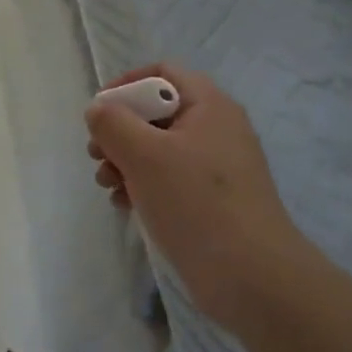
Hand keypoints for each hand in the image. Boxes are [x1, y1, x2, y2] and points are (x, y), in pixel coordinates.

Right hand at [86, 64, 303, 329]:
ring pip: (159, 148)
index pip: (163, 72)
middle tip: (98, 156)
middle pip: (157, 111)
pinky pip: (170, 178)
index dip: (126, 84)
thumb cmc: (196, 204)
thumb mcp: (144, 155)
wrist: (253, 278)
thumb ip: (113, 123)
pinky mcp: (213, 201)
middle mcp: (216, 129)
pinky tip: (125, 205)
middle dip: (120, 130)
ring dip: (126, 161)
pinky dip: (144, 185)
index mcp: (209, 106)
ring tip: (108, 185)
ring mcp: (216, 167)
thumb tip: (98, 109)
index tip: (99, 112)